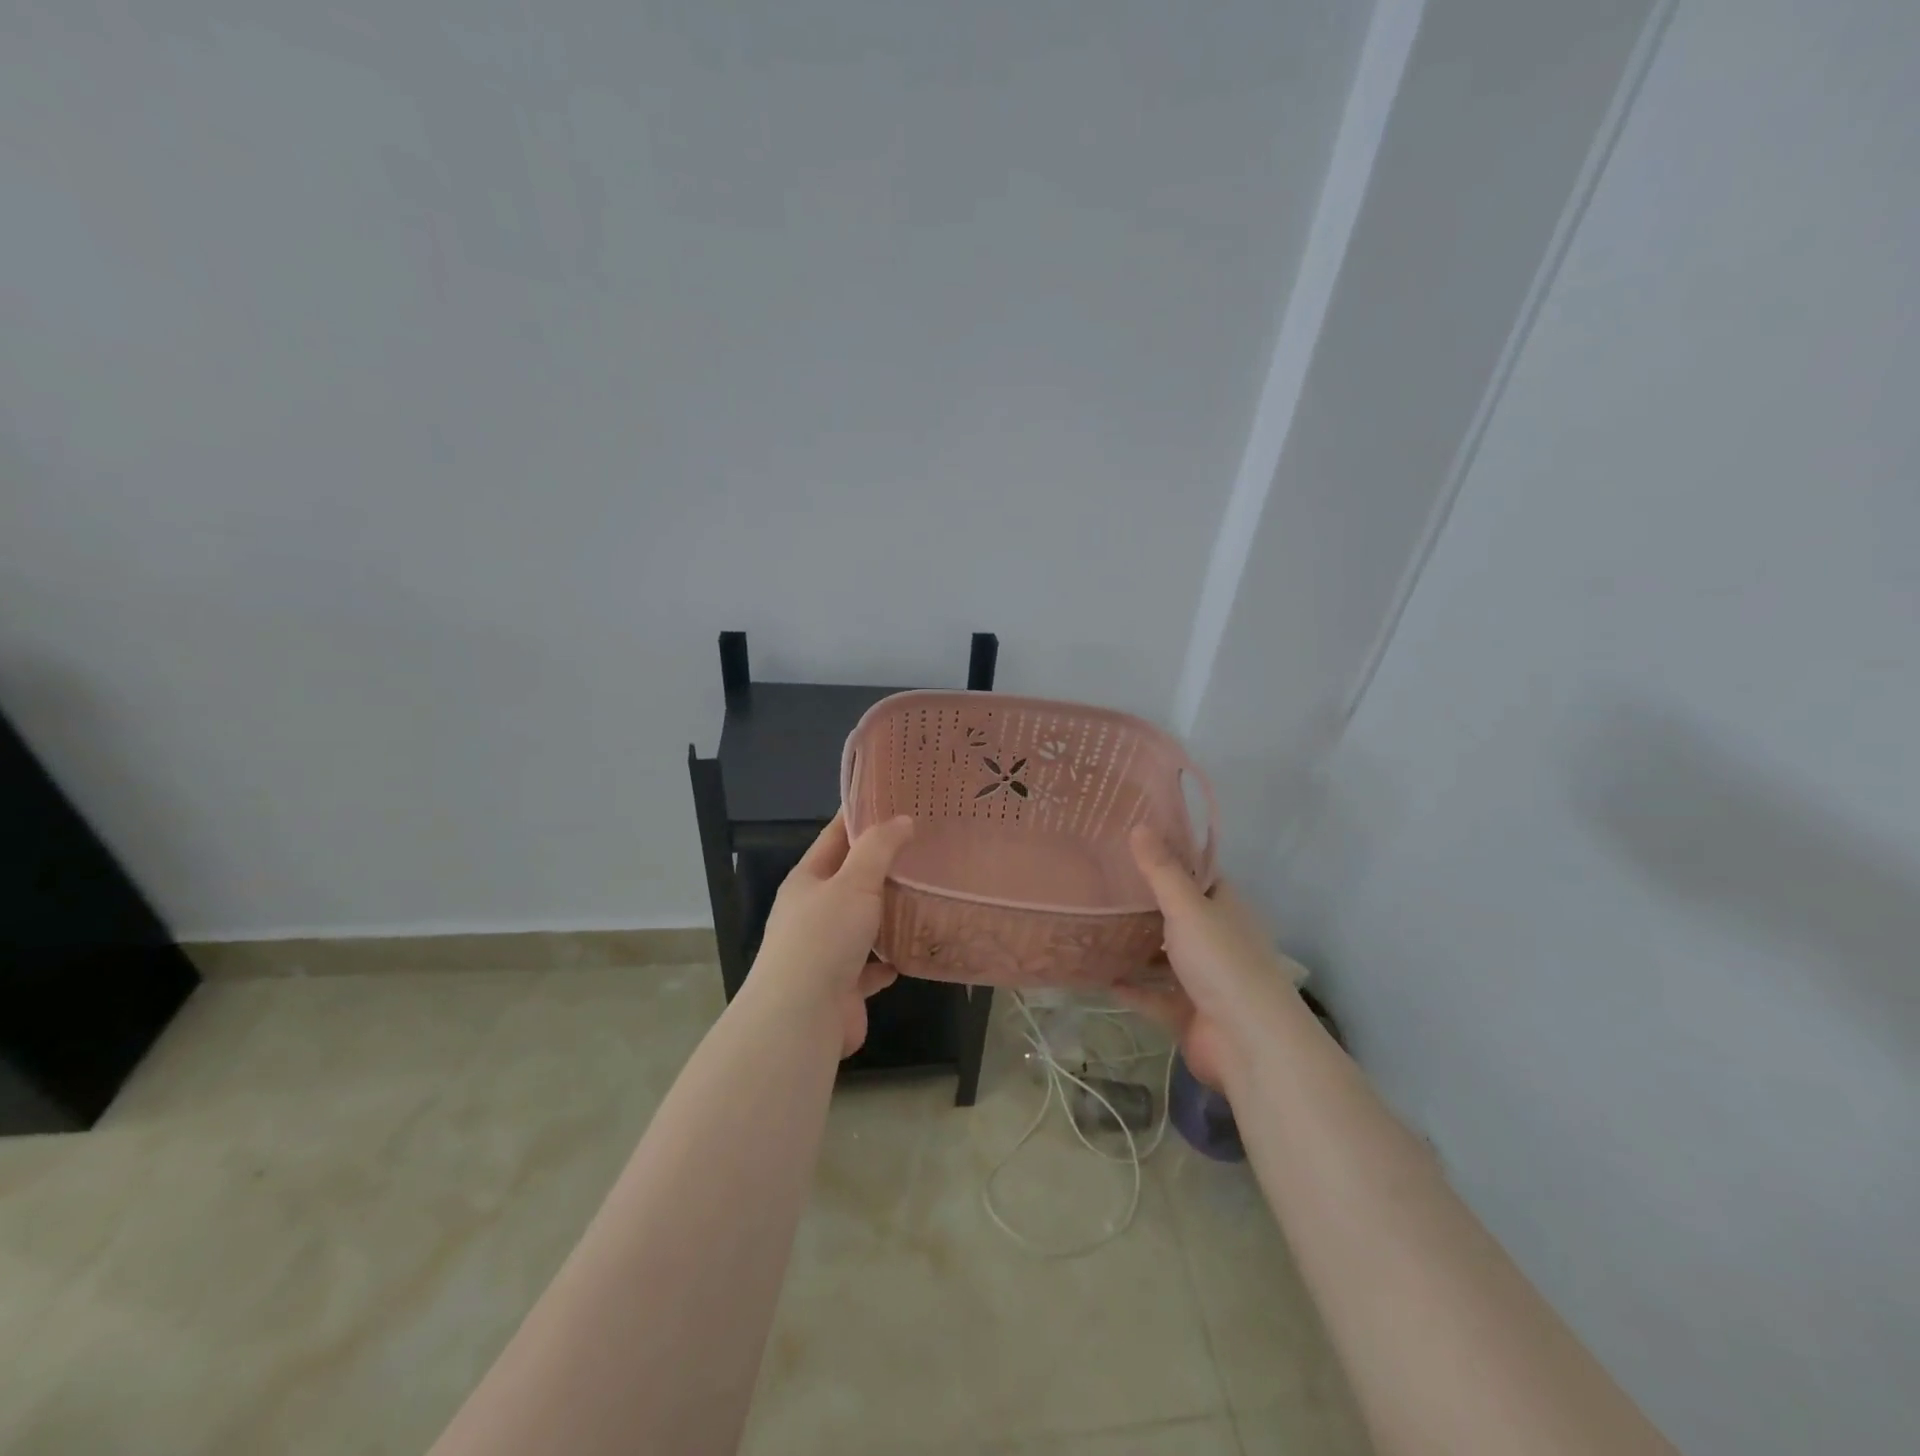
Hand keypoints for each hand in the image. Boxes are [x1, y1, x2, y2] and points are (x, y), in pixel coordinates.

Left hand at [744, 811, 915, 1056]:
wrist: (801, 1019)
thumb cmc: (823, 938)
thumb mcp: (853, 882)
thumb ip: (878, 849)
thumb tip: (902, 819)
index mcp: (807, 881)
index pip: (835, 837)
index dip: (862, 817)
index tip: (895, 801)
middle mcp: (813, 913)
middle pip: (851, 880)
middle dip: (883, 865)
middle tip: (925, 846)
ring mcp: (826, 951)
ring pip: (863, 923)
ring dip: (889, 912)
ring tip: (927, 893)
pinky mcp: (843, 986)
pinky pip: (872, 965)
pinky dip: (890, 958)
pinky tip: (914, 949)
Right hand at [1118, 826, 1307, 1091]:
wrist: (1249, 1044)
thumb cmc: (1222, 963)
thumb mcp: (1188, 908)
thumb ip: (1162, 870)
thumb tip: (1139, 825)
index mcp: (1224, 908)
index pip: (1196, 874)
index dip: (1167, 857)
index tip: (1128, 841)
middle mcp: (1215, 939)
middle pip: (1175, 914)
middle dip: (1141, 902)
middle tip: (1097, 880)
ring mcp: (1201, 978)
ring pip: (1162, 955)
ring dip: (1133, 945)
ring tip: (1091, 923)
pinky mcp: (1186, 1012)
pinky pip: (1151, 994)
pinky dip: (1129, 986)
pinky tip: (1096, 975)